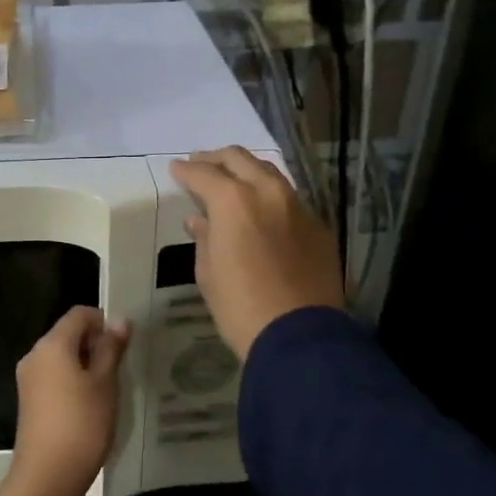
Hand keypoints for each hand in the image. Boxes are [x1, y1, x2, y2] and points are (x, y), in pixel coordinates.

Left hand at [9, 306, 129, 495]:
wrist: (47, 476)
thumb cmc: (81, 424)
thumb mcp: (104, 384)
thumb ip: (111, 349)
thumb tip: (120, 321)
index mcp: (52, 344)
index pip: (79, 314)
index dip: (103, 321)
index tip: (123, 344)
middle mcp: (34, 355)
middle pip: (67, 334)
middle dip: (95, 344)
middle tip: (120, 368)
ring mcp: (28, 379)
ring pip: (61, 357)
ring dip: (85, 365)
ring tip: (108, 389)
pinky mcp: (29, 401)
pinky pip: (53, 377)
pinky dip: (72, 381)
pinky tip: (89, 405)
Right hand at [171, 147, 343, 358]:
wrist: (299, 336)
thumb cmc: (240, 306)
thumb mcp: (208, 273)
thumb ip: (204, 238)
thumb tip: (201, 220)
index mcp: (234, 201)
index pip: (203, 173)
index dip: (185, 171)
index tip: (175, 169)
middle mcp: (268, 193)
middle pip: (239, 158)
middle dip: (216, 158)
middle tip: (201, 164)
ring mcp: (298, 207)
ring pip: (269, 173)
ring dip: (247, 172)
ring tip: (232, 181)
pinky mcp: (319, 227)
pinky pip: (290, 200)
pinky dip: (270, 198)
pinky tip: (263, 212)